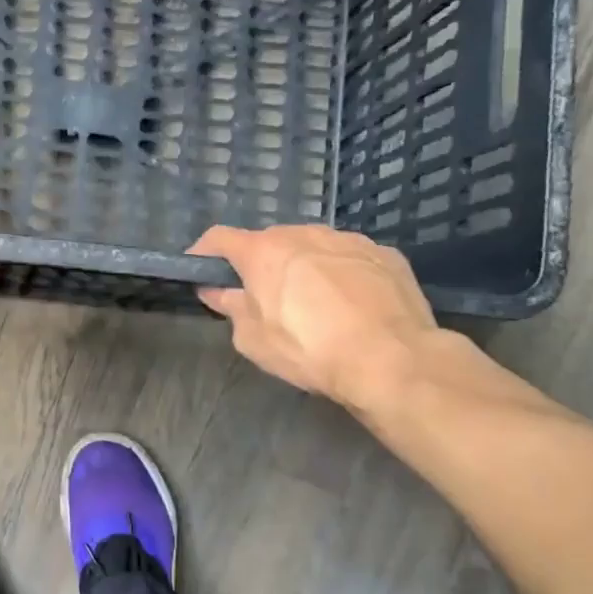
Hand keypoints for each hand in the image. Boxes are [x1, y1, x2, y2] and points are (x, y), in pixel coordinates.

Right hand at [189, 225, 439, 417]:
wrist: (393, 359)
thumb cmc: (310, 350)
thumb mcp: (254, 340)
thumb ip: (231, 308)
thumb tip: (217, 291)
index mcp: (263, 252)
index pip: (220, 238)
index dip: (204, 253)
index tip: (199, 271)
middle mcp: (303, 234)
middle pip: (269, 242)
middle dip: (259, 264)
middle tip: (261, 298)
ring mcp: (347, 240)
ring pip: (312, 247)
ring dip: (302, 267)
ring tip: (313, 304)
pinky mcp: (384, 254)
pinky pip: (349, 259)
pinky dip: (340, 274)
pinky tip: (351, 306)